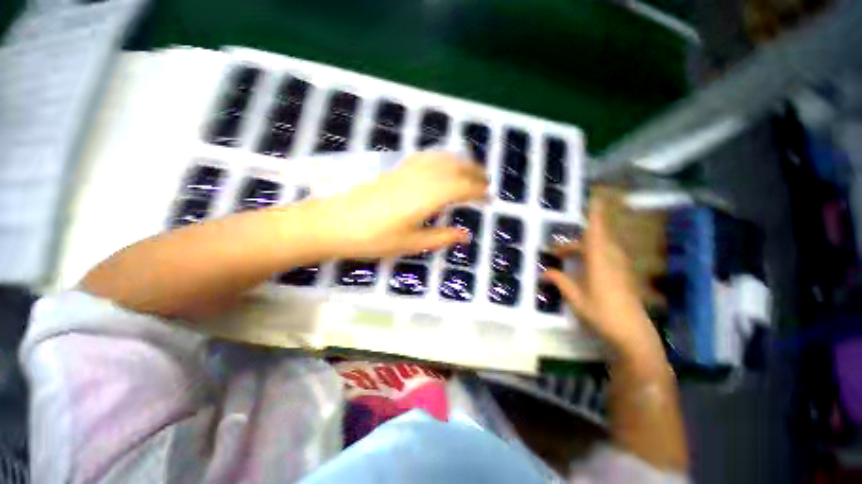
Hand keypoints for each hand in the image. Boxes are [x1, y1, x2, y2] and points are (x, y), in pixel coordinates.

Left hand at [305, 152, 487, 258]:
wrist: (333, 223)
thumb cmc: (373, 238)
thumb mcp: (411, 243)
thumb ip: (441, 237)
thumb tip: (465, 235)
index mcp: (428, 197)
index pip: (462, 188)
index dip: (479, 192)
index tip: (490, 198)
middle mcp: (421, 177)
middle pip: (455, 168)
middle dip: (474, 173)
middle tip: (486, 182)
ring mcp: (406, 169)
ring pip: (441, 157)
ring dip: (460, 162)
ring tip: (470, 170)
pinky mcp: (395, 167)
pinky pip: (426, 157)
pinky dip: (441, 158)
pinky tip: (442, 165)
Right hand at [542, 196, 664, 361]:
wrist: (634, 334)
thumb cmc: (602, 314)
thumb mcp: (576, 298)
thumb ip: (560, 282)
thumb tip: (544, 273)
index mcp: (600, 261)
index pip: (596, 232)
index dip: (595, 214)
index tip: (594, 198)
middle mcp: (612, 259)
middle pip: (593, 240)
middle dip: (573, 243)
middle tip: (555, 252)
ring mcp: (621, 267)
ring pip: (600, 247)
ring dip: (582, 249)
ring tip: (565, 259)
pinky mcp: (624, 274)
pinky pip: (606, 256)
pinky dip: (592, 256)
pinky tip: (583, 269)